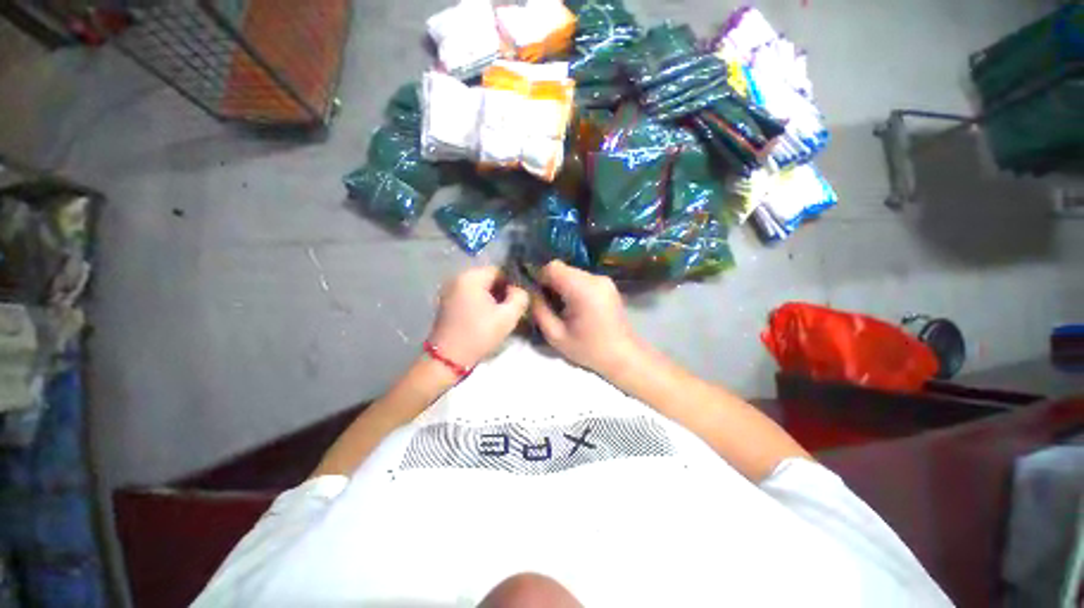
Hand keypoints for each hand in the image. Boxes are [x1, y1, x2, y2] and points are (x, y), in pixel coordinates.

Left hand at [429, 266, 528, 368]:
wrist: (448, 358)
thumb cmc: (479, 334)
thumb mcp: (508, 317)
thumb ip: (520, 297)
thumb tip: (518, 290)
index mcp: (471, 277)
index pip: (499, 271)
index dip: (511, 284)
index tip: (516, 301)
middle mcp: (457, 278)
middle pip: (488, 278)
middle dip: (501, 292)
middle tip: (508, 310)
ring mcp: (449, 290)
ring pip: (479, 288)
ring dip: (490, 298)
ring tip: (497, 315)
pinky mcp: (446, 302)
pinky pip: (468, 295)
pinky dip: (479, 303)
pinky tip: (483, 318)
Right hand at [531, 260, 641, 375]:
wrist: (623, 356)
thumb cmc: (589, 349)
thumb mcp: (556, 336)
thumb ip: (539, 311)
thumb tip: (529, 292)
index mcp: (583, 290)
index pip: (553, 267)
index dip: (539, 277)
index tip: (536, 294)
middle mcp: (595, 278)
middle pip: (563, 269)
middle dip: (550, 282)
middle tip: (546, 303)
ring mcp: (604, 280)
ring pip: (572, 273)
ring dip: (561, 285)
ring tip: (561, 307)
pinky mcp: (608, 284)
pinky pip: (582, 278)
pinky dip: (573, 287)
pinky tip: (574, 306)